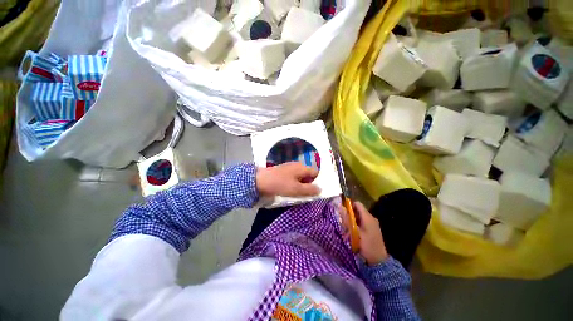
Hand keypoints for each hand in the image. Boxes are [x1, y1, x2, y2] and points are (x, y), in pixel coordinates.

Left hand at [256, 162, 320, 196]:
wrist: (259, 181)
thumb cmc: (280, 184)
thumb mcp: (296, 189)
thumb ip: (310, 189)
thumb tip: (320, 189)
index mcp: (302, 167)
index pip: (316, 173)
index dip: (318, 182)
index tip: (315, 192)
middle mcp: (297, 165)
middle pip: (308, 175)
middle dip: (309, 184)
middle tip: (307, 195)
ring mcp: (289, 168)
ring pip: (300, 177)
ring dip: (301, 185)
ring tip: (299, 194)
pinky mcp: (283, 172)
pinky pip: (293, 178)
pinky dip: (294, 184)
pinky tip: (290, 190)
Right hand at [339, 201, 387, 265]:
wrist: (378, 261)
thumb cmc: (366, 245)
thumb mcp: (354, 232)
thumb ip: (347, 219)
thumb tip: (340, 207)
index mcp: (368, 217)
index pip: (357, 204)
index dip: (349, 205)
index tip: (342, 210)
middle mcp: (371, 218)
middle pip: (358, 210)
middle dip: (350, 214)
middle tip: (343, 220)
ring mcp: (373, 223)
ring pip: (360, 216)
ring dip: (352, 220)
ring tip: (346, 227)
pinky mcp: (373, 229)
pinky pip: (363, 222)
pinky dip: (357, 224)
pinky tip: (353, 232)